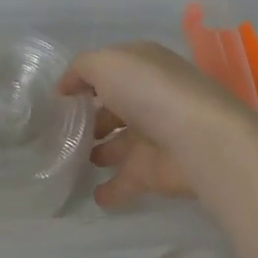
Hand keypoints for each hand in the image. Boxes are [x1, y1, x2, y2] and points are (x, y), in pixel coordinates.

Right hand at [58, 42, 253, 208]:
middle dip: (91, 117)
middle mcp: (150, 98)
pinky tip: (93, 195)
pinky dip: (111, 189)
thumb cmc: (150, 91)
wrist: (199, 141)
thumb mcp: (106, 63)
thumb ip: (80, 69)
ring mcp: (154, 136)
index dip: (84, 79)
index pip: (110, 68)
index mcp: (143, 66)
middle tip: (61, 130)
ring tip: (70, 159)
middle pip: (115, 107)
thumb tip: (66, 88)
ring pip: (120, 144)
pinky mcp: (155, 172)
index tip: (58, 97)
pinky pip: (126, 181)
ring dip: (99, 151)